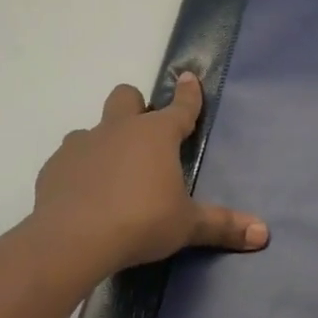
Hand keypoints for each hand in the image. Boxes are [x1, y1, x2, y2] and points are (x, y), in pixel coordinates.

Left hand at [31, 72, 268, 280]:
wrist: (72, 240)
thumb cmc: (140, 222)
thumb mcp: (186, 226)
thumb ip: (222, 225)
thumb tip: (263, 234)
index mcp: (157, 135)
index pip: (181, 107)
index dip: (189, 93)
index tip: (189, 77)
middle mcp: (119, 129)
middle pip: (127, 97)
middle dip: (136, 105)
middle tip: (143, 133)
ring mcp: (82, 144)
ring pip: (93, 128)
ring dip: (103, 142)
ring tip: (111, 173)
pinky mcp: (54, 167)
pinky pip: (68, 158)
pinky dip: (78, 170)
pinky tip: (82, 195)